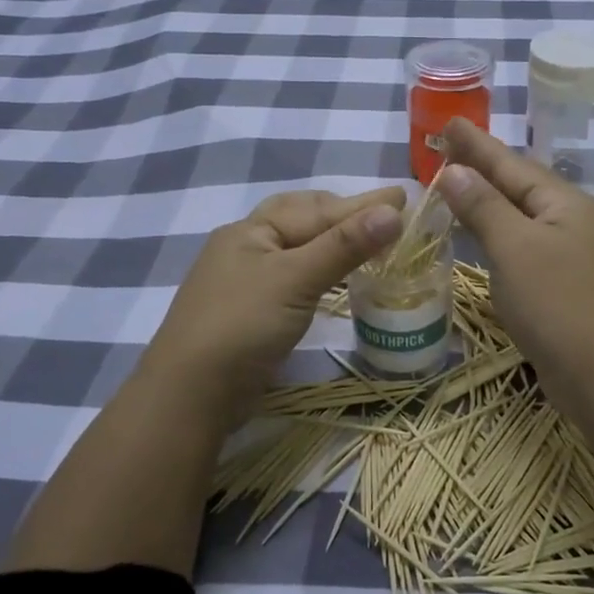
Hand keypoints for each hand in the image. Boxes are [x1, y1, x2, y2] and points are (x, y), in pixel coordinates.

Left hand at [145, 186, 404, 418]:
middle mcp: (246, 248)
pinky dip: (322, 270)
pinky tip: (338, 277)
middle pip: (302, 220)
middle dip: (344, 214)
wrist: (191, 395)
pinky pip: (295, 277)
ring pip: (299, 249)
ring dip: (334, 242)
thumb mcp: (295, 280)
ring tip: (369, 240)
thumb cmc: (242, 325)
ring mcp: (246, 281)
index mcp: (250, 230)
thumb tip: (393, 211)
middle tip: (386, 214)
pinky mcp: (253, 312)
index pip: (316, 209)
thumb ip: (343, 246)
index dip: (361, 204)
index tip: (402, 198)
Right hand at [436, 119, 593, 434]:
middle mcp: (573, 221)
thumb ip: (484, 207)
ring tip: (458, 182)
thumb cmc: (559, 307)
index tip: (448, 122)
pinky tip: (483, 235)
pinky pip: (524, 245)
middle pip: (519, 185)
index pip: (510, 163)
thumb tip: (456, 171)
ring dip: (489, 199)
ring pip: (521, 216)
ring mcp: (573, 254)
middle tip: (447, 147)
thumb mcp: (515, 250)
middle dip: (483, 166)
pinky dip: (498, 233)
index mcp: (565, 203)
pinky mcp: (566, 286)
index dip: (476, 145)